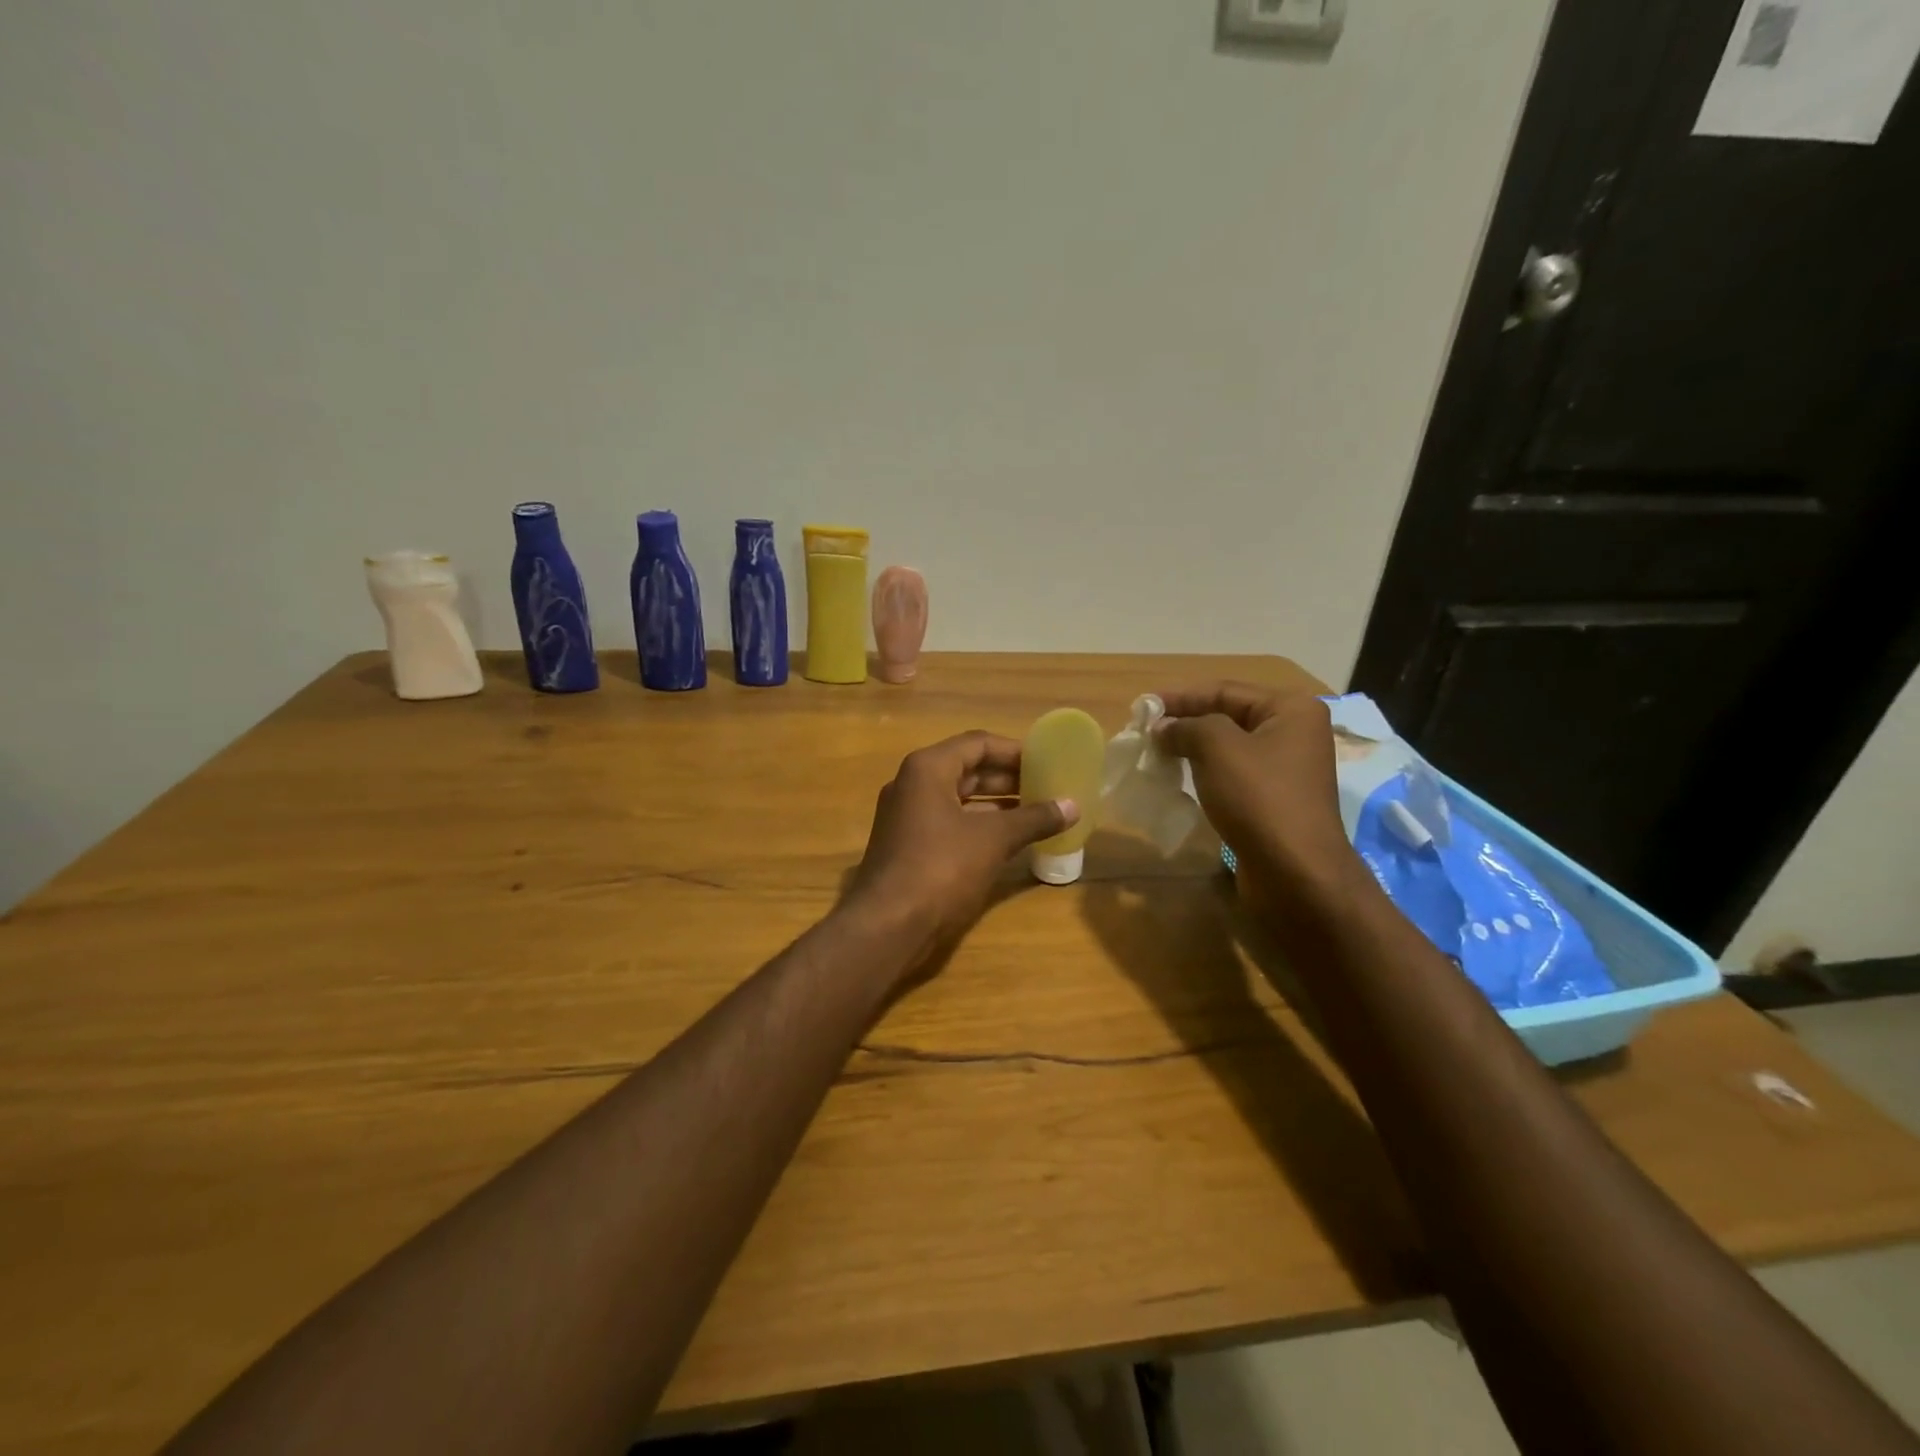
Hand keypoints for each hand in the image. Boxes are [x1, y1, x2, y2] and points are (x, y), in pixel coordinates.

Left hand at [846, 731, 1076, 971]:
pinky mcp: (908, 845)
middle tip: (1047, 787)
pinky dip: (979, 826)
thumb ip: (1034, 818)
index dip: (1015, 751)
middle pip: (967, 769)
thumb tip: (1072, 806)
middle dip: (1008, 779)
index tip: (1047, 762)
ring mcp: (906, 816)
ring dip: (996, 804)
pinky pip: (950, 823)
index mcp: (928, 768)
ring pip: (959, 799)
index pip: (978, 743)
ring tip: (1036, 812)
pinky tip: (1009, 840)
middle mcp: (912, 784)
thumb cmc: (941, 867)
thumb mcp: (994, 839)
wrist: (887, 925)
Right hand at [1154, 682, 1358, 897]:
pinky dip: (1204, 773)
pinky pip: (1233, 774)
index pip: (1225, 690)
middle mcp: (1293, 733)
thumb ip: (1186, 726)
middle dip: (1185, 722)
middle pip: (1227, 716)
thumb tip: (1163, 728)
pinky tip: (1179, 779)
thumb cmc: (1259, 798)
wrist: (1295, 873)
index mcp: (1290, 709)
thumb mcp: (1217, 747)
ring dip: (1191, 749)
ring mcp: (1286, 769)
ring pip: (1228, 748)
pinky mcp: (1274, 800)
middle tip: (1145, 732)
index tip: (1142, 707)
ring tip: (1156, 755)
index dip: (1180, 697)